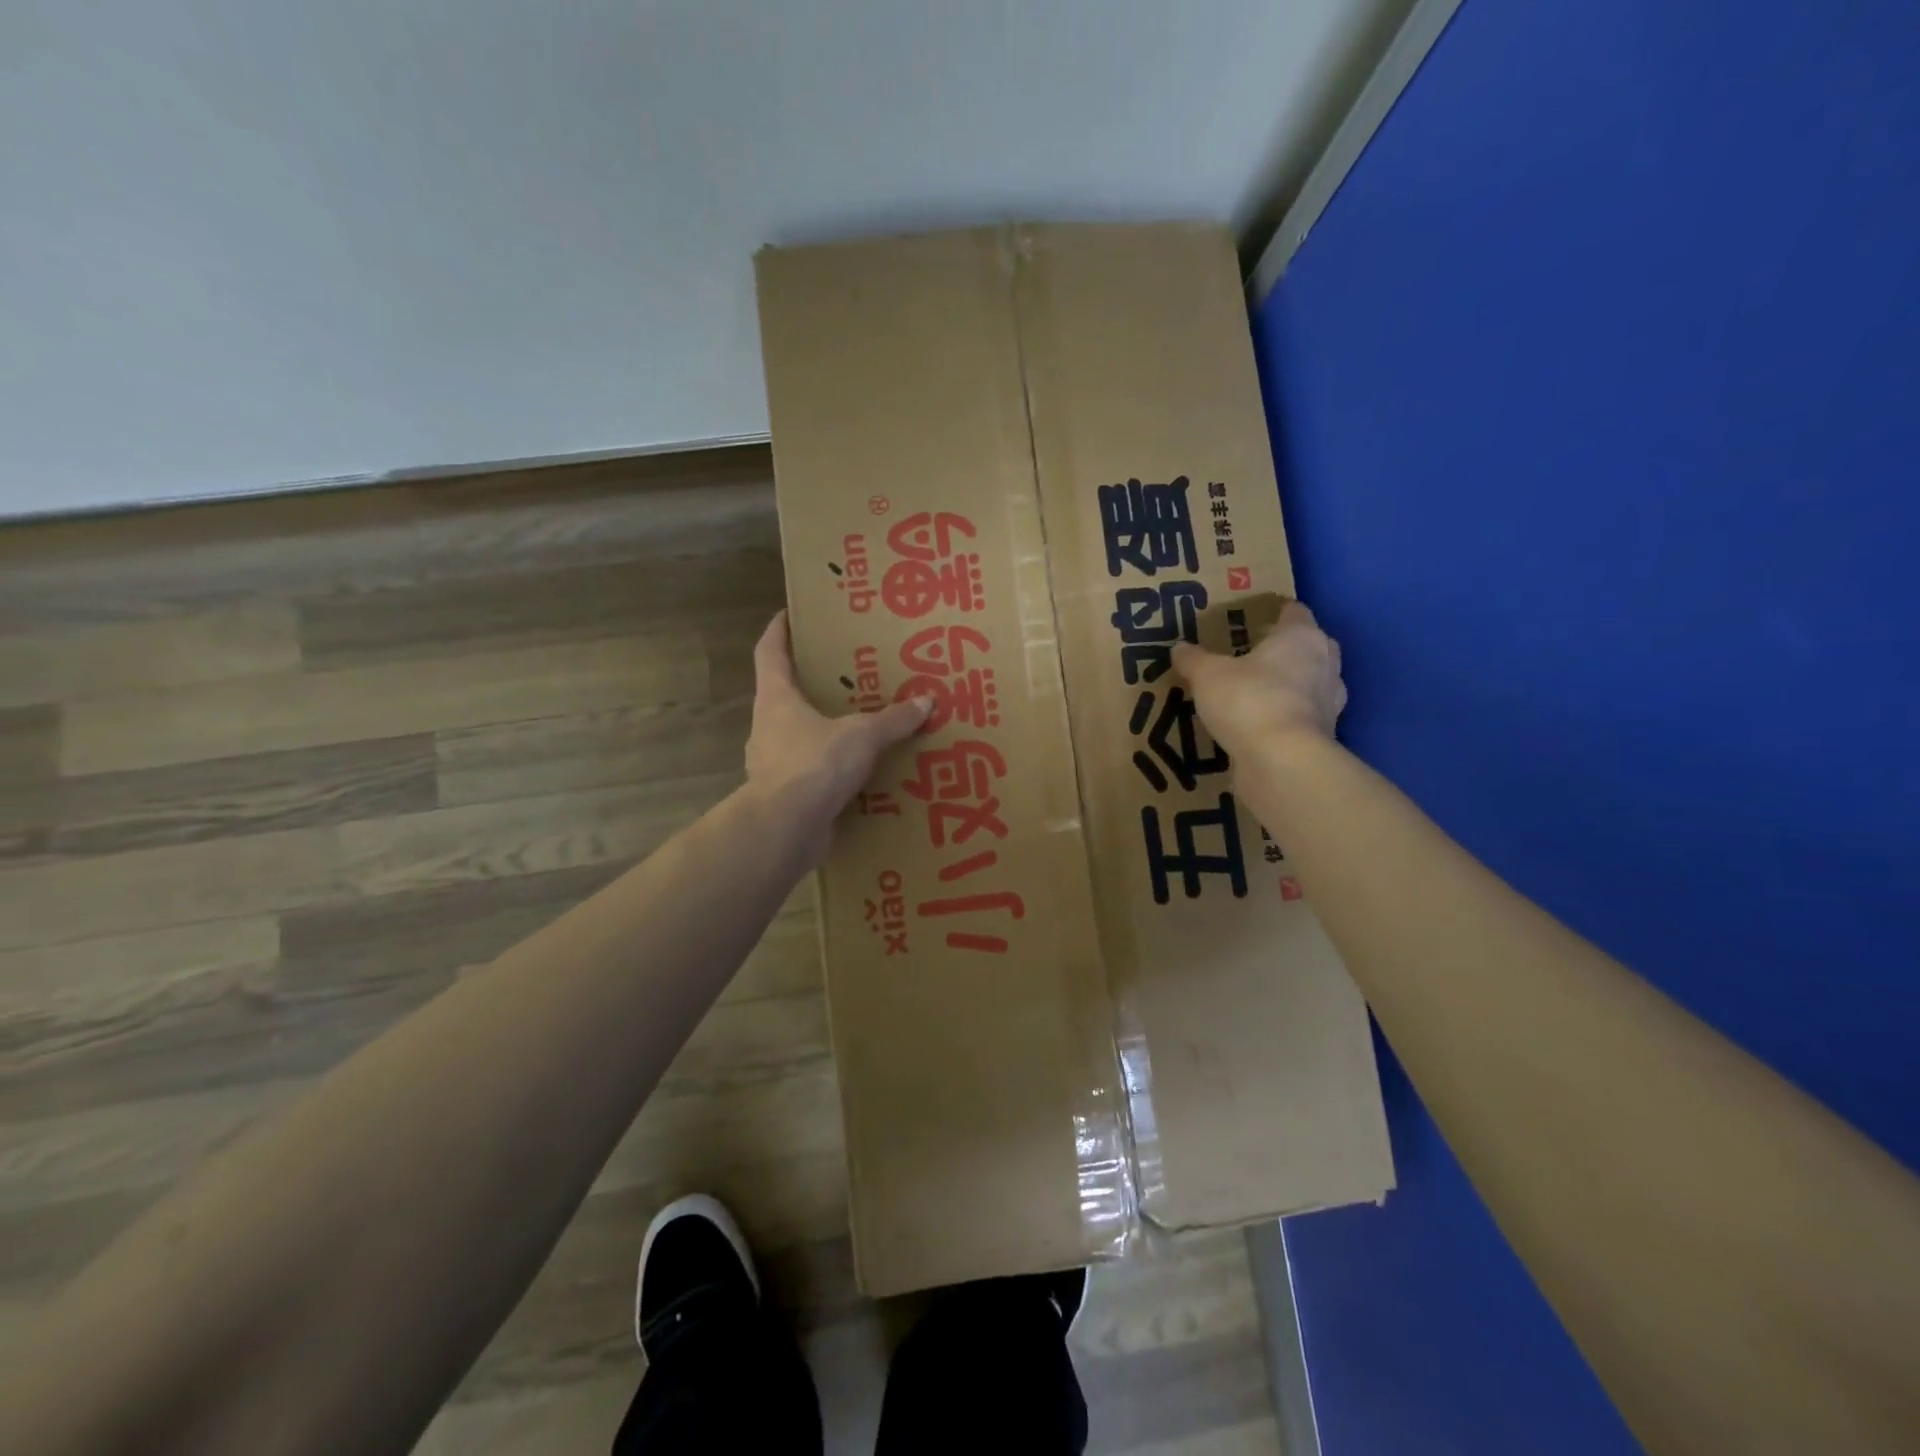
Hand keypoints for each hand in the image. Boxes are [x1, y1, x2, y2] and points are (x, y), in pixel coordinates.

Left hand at [744, 611, 928, 861]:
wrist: (785, 829)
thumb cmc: (815, 764)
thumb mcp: (862, 735)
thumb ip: (893, 719)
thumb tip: (926, 701)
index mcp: (776, 699)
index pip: (770, 652)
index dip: (779, 631)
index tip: (789, 614)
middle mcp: (767, 727)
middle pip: (783, 695)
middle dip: (809, 684)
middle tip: (842, 675)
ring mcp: (771, 764)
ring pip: (797, 736)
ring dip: (821, 730)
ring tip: (856, 726)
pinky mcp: (784, 796)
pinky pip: (810, 773)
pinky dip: (830, 770)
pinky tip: (857, 774)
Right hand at [1172, 599, 1347, 756]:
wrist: (1281, 760)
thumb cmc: (1249, 700)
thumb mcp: (1207, 675)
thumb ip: (1194, 659)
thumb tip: (1179, 648)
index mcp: (1301, 637)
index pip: (1294, 612)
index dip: (1276, 613)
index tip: (1255, 619)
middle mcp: (1325, 663)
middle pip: (1308, 646)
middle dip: (1285, 650)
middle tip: (1252, 656)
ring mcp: (1330, 702)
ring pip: (1310, 683)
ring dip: (1289, 686)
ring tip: (1255, 693)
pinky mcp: (1324, 736)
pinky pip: (1302, 717)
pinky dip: (1286, 718)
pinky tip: (1259, 726)